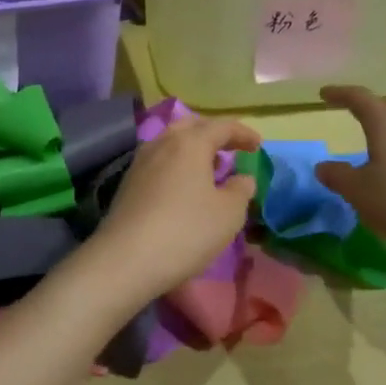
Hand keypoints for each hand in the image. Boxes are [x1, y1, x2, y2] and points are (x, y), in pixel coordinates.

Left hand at [78, 116, 259, 307]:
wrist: (127, 258)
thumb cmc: (186, 231)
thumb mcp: (228, 214)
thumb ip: (240, 190)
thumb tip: (242, 177)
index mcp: (190, 143)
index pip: (221, 126)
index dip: (242, 133)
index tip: (258, 145)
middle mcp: (162, 143)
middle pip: (191, 126)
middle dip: (213, 134)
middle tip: (232, 148)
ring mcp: (141, 161)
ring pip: (171, 142)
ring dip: (193, 148)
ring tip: (210, 167)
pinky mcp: (128, 182)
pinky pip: (159, 160)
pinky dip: (177, 163)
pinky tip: (184, 184)